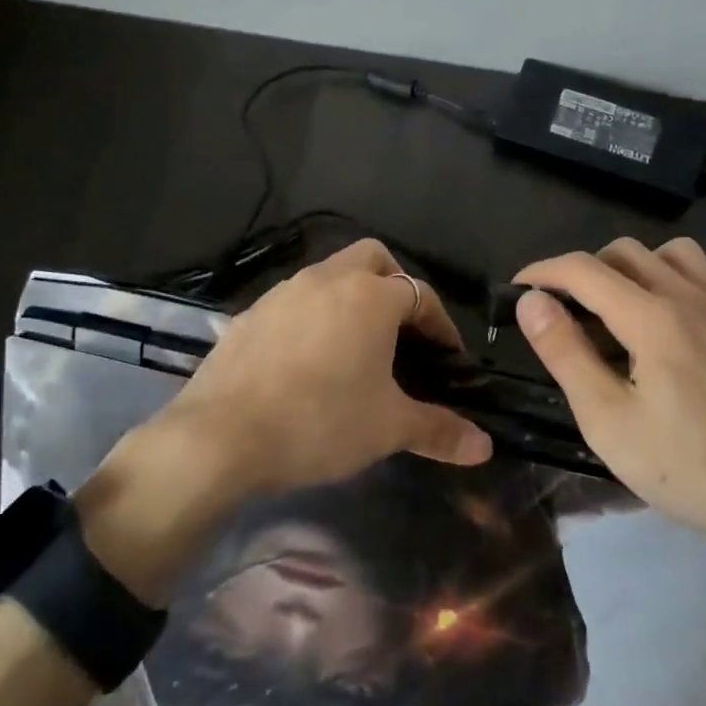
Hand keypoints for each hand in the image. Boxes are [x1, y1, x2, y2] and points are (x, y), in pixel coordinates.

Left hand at [157, 239, 492, 498]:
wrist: (221, 436)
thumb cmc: (319, 422)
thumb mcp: (387, 427)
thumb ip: (439, 430)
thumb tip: (485, 446)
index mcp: (369, 296)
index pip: (420, 294)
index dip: (440, 326)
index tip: (447, 360)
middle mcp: (326, 279)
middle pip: (373, 259)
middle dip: (396, 286)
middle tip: (404, 333)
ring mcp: (283, 292)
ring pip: (330, 275)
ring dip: (351, 299)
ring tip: (358, 348)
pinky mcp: (250, 313)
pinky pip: (295, 301)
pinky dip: (314, 317)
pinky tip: (309, 360)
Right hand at [513, 237, 705, 548]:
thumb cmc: (688, 467)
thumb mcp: (608, 420)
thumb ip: (565, 353)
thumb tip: (531, 301)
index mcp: (652, 317)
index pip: (583, 269)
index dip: (541, 272)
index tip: (515, 291)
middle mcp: (688, 296)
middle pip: (620, 252)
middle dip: (579, 272)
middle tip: (561, 315)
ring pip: (661, 253)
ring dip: (624, 269)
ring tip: (610, 313)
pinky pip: (695, 272)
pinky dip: (662, 277)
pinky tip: (657, 323)